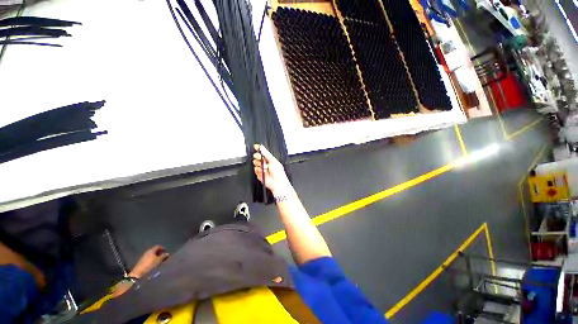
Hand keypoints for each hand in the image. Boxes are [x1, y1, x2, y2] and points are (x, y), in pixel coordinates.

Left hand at [129, 245, 168, 278]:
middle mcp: (147, 252)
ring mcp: (144, 256)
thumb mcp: (158, 260)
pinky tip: (154, 263)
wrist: (138, 272)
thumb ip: (163, 256)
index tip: (165, 250)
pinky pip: (149, 258)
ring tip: (159, 260)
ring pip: (151, 254)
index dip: (162, 248)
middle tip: (163, 255)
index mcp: (151, 250)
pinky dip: (152, 259)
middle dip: (159, 252)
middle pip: (154, 250)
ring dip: (155, 256)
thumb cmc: (150, 265)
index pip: (158, 246)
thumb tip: (167, 253)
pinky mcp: (141, 261)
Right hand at [253, 144, 292, 195]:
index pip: (263, 152)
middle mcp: (266, 163)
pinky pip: (255, 170)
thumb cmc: (278, 173)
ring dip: (259, 165)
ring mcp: (262, 169)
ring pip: (256, 163)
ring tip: (264, 168)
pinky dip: (258, 171)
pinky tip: (262, 172)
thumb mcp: (273, 161)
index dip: (259, 149)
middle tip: (259, 158)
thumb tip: (262, 147)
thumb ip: (266, 154)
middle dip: (258, 157)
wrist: (277, 183)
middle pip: (258, 157)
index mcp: (270, 159)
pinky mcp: (259, 174)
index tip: (255, 146)